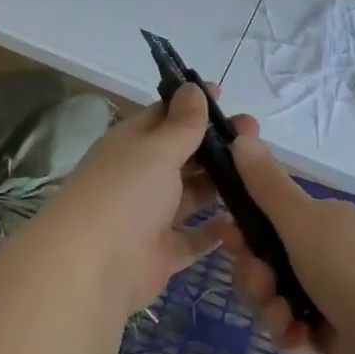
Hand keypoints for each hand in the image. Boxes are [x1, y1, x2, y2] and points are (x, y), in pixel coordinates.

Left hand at [43, 83, 248, 310]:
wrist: (93, 266)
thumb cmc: (126, 192)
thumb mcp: (157, 149)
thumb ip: (181, 123)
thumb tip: (192, 87)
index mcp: (131, 144)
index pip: (164, 116)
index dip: (192, 105)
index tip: (226, 96)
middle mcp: (139, 176)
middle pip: (182, 155)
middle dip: (216, 144)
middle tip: (255, 133)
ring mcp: (150, 216)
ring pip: (191, 195)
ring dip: (220, 185)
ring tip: (262, 172)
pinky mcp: (161, 254)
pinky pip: (193, 238)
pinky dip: (215, 232)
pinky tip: (244, 221)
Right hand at [219, 133, 354, 353]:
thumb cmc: (349, 269)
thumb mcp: (302, 219)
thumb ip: (266, 183)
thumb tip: (242, 134)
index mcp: (322, 220)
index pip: (269, 216)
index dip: (244, 226)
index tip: (229, 236)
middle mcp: (325, 252)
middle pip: (264, 258)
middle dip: (254, 275)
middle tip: (262, 283)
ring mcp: (328, 295)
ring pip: (272, 295)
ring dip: (268, 306)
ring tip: (284, 318)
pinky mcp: (330, 334)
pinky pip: (290, 327)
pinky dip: (288, 331)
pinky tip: (298, 338)